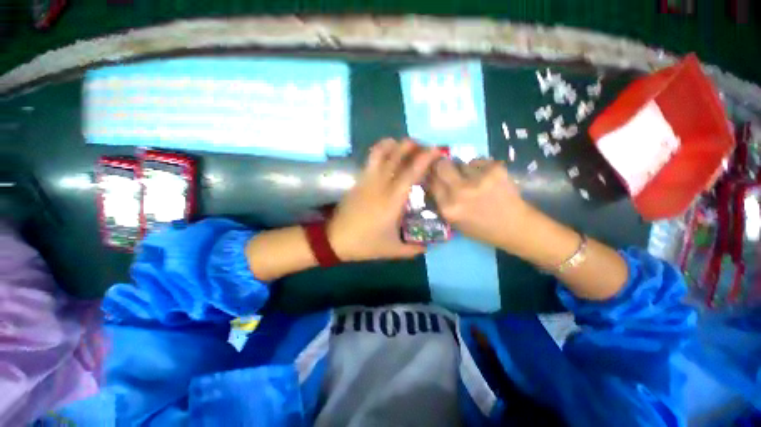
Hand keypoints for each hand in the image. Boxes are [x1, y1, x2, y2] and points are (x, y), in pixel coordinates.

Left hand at [327, 139, 441, 261]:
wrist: (335, 240)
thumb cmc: (365, 244)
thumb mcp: (393, 250)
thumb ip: (413, 249)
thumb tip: (429, 245)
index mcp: (392, 201)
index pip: (411, 173)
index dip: (425, 159)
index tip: (436, 151)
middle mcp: (380, 185)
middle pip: (396, 156)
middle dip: (412, 146)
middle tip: (424, 146)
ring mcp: (367, 180)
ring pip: (380, 153)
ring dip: (395, 144)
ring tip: (405, 144)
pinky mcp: (358, 181)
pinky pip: (371, 160)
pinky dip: (381, 150)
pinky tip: (388, 153)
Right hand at [430, 159, 530, 250]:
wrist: (515, 227)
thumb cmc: (481, 228)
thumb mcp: (454, 221)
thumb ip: (441, 202)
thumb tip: (432, 181)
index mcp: (448, 207)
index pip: (431, 182)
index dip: (432, 176)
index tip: (434, 174)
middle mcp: (460, 191)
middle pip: (442, 166)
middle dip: (442, 165)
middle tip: (447, 168)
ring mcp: (478, 178)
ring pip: (461, 163)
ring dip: (463, 170)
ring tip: (474, 180)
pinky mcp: (495, 169)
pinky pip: (477, 161)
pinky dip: (479, 168)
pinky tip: (487, 179)